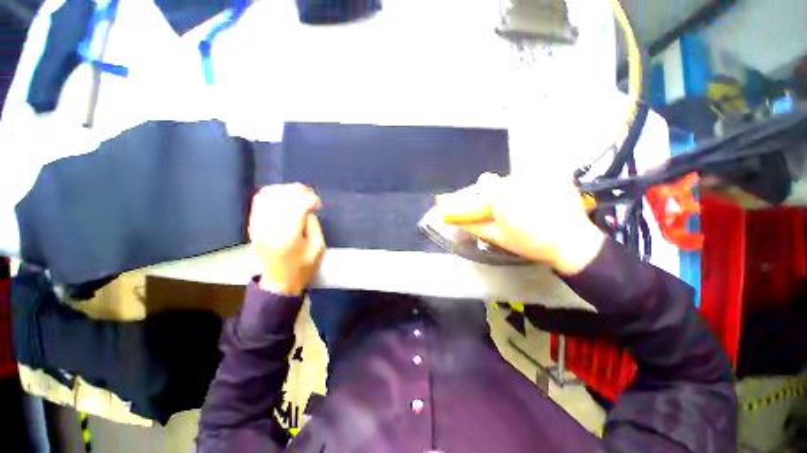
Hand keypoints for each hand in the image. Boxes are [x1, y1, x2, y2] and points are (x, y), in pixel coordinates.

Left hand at [249, 184, 325, 295]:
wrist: (279, 283)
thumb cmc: (303, 268)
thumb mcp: (318, 248)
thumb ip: (314, 225)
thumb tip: (308, 208)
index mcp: (289, 237)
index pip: (298, 206)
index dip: (310, 199)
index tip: (319, 203)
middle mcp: (270, 229)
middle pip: (282, 198)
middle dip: (298, 190)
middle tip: (310, 193)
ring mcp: (258, 227)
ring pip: (268, 196)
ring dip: (284, 189)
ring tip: (297, 193)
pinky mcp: (253, 226)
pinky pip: (258, 202)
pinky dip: (271, 194)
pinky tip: (283, 196)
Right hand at [435, 173, 604, 274]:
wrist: (572, 243)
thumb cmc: (530, 242)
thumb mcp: (497, 236)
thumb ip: (472, 225)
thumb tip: (452, 220)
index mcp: (502, 196)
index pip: (484, 182)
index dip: (483, 192)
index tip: (487, 204)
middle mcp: (519, 180)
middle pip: (501, 180)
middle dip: (500, 193)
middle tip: (510, 210)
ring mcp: (541, 176)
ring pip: (517, 178)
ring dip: (517, 190)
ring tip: (529, 207)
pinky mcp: (557, 175)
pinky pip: (537, 176)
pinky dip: (536, 186)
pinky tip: (543, 201)